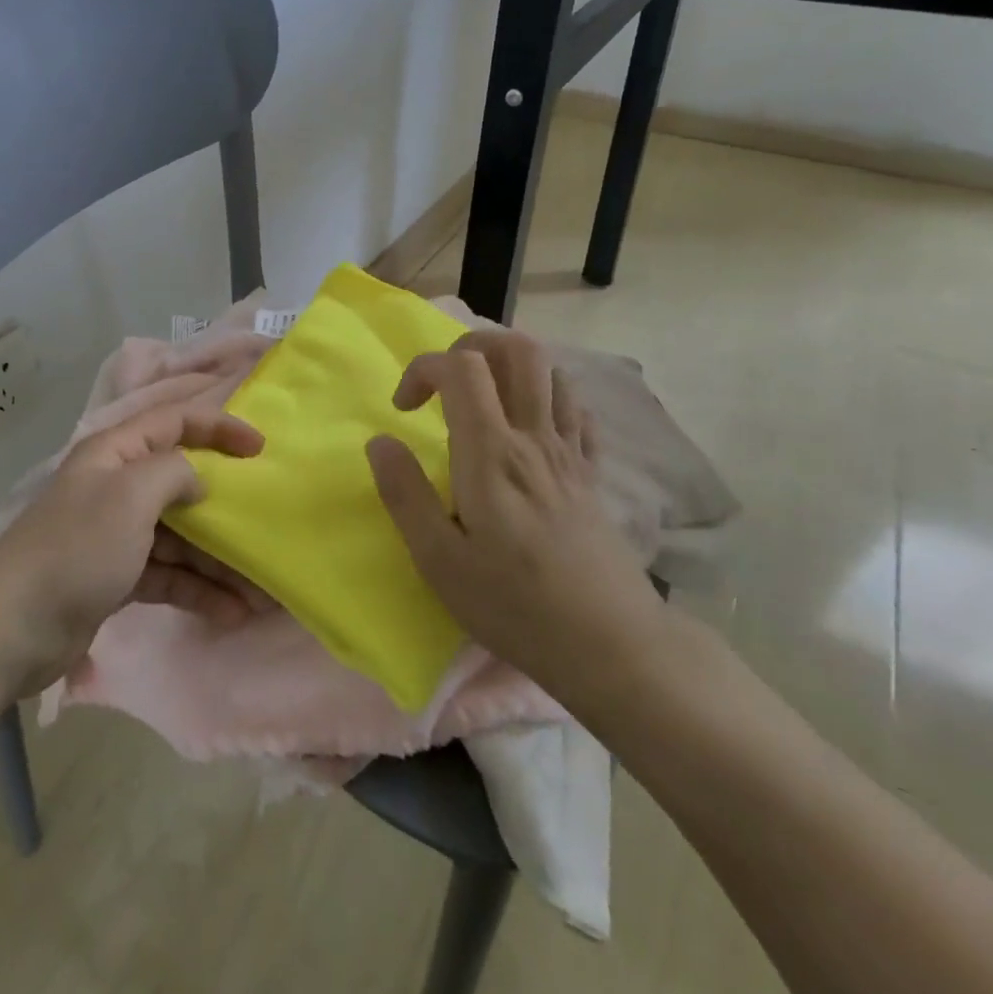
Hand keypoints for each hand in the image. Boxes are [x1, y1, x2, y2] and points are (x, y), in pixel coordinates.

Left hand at [0, 401, 265, 695]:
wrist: (14, 630)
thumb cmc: (77, 549)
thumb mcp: (130, 496)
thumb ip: (174, 471)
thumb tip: (198, 481)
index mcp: (115, 453)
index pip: (175, 421)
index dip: (219, 427)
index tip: (261, 448)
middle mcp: (117, 486)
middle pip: (182, 483)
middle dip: (225, 507)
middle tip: (266, 525)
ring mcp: (117, 534)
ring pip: (181, 535)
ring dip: (218, 559)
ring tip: (260, 589)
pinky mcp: (117, 576)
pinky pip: (169, 573)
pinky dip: (198, 588)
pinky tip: (231, 611)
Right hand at [365, 330, 669, 723]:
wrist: (612, 646)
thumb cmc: (515, 605)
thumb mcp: (439, 561)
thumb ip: (405, 494)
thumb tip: (379, 442)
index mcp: (491, 453)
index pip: (461, 367)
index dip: (423, 369)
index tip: (403, 410)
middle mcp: (534, 438)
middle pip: (518, 350)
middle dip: (473, 346)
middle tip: (446, 384)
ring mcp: (571, 453)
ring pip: (552, 372)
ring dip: (512, 369)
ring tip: (484, 401)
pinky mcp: (593, 475)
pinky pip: (577, 411)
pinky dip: (548, 399)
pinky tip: (530, 428)